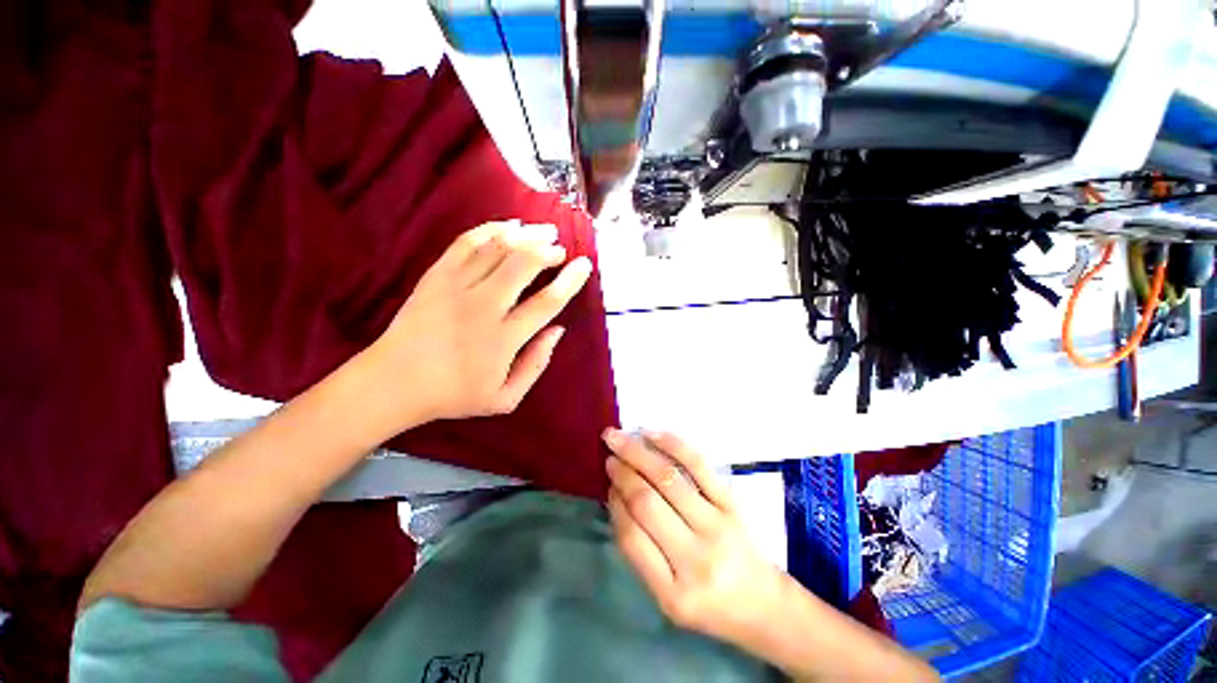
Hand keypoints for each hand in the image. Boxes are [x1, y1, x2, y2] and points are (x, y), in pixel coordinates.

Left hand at [364, 220, 591, 430]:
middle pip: (523, 265)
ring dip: (526, 235)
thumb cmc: (455, 394)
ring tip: (543, 231)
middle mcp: (482, 308)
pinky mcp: (435, 276)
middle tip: (560, 248)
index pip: (546, 302)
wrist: (393, 383)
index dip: (570, 281)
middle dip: (547, 250)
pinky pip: (466, 243)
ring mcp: (455, 288)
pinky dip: (491, 229)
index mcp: (502, 339)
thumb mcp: (506, 398)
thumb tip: (558, 330)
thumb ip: (536, 364)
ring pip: (497, 249)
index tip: (584, 264)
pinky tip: (508, 226)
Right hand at [603, 429, 786, 646]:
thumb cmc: (709, 605)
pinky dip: (672, 445)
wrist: (764, 603)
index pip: (631, 536)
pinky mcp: (732, 503)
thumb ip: (639, 551)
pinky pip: (698, 465)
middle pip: (647, 502)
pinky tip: (652, 434)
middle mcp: (696, 558)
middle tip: (607, 454)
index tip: (607, 484)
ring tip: (619, 438)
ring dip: (638, 453)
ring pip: (669, 478)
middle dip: (621, 472)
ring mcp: (717, 525)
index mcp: (673, 593)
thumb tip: (617, 496)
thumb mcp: (666, 597)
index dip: (614, 503)